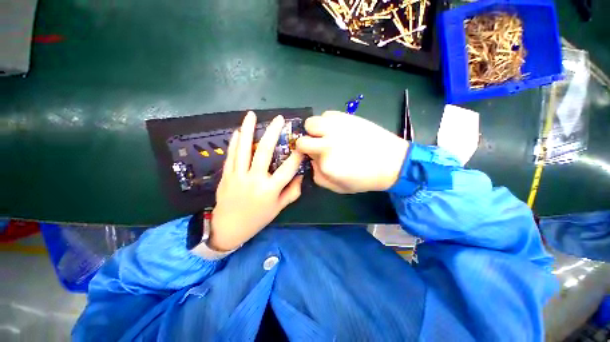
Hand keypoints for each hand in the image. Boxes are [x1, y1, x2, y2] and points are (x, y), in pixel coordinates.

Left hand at [209, 111, 303, 250]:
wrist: (228, 228)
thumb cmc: (257, 219)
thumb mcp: (279, 208)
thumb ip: (292, 192)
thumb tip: (300, 176)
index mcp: (270, 190)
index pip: (288, 168)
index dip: (297, 155)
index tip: (302, 144)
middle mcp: (255, 179)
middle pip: (264, 151)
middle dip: (273, 132)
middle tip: (279, 118)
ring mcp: (238, 175)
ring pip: (244, 148)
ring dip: (248, 130)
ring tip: (252, 115)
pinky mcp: (227, 175)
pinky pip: (231, 155)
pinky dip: (235, 142)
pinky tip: (239, 130)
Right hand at [296, 111, 407, 193]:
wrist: (391, 162)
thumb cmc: (365, 179)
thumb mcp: (338, 187)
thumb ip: (319, 177)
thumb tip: (312, 162)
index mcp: (326, 163)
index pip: (304, 156)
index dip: (307, 156)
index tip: (314, 157)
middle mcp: (328, 143)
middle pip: (302, 139)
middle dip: (306, 144)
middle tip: (317, 146)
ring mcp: (336, 128)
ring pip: (311, 123)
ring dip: (314, 130)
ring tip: (325, 135)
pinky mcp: (346, 117)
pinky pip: (327, 114)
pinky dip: (327, 122)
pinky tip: (337, 129)